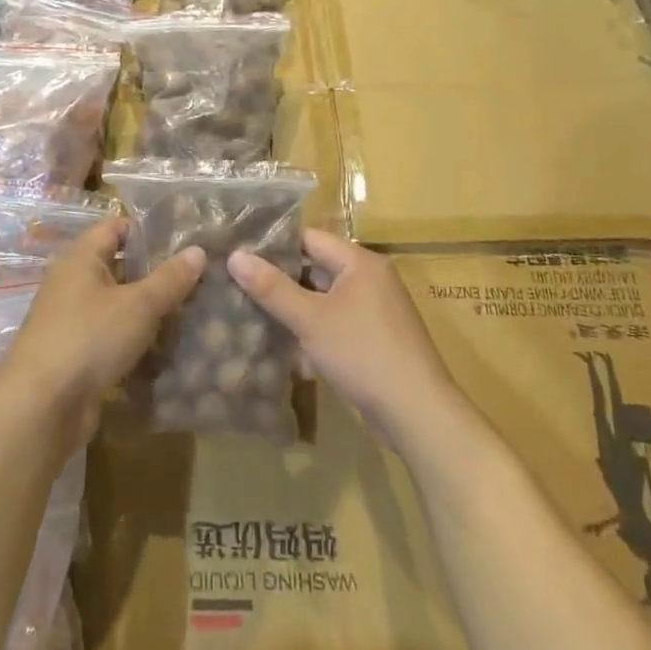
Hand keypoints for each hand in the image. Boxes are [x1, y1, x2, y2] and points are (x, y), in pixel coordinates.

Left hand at [1, 218, 203, 444]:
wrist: (42, 406)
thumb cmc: (90, 338)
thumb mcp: (138, 305)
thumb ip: (169, 278)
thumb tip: (198, 251)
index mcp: (80, 259)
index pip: (114, 227)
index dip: (147, 229)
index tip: (184, 238)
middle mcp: (72, 283)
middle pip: (118, 266)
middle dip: (155, 272)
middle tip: (197, 276)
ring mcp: (73, 320)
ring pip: (118, 304)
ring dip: (149, 308)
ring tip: (191, 309)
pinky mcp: (77, 353)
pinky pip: (112, 335)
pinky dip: (136, 337)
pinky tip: (167, 344)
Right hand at [227, 229, 460, 445]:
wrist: (415, 411)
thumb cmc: (362, 353)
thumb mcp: (310, 319)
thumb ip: (271, 287)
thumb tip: (235, 255)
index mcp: (360, 262)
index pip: (310, 238)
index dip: (274, 245)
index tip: (239, 254)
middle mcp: (370, 278)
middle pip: (316, 268)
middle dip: (280, 279)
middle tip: (238, 284)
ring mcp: (374, 310)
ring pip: (323, 299)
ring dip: (294, 308)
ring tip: (251, 313)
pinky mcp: (374, 338)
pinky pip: (335, 323)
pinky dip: (312, 330)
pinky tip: (284, 346)